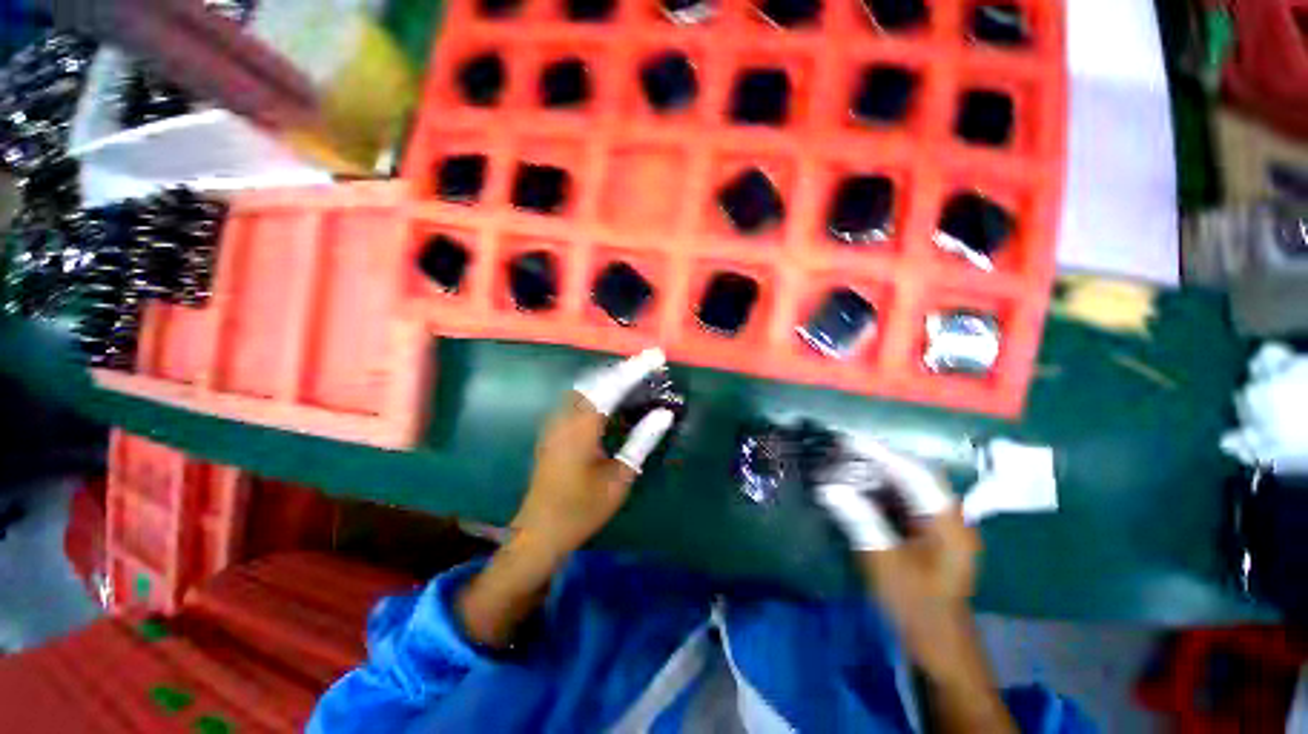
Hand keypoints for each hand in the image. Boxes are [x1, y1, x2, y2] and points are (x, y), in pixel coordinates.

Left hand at [511, 348, 675, 559]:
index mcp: (582, 426)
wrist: (540, 532)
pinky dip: (597, 389)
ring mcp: (555, 422)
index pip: (612, 386)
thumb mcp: (620, 477)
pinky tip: (611, 397)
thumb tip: (664, 414)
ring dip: (609, 377)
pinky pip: (578, 398)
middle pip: (596, 380)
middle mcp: (565, 417)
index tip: (655, 356)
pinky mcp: (553, 430)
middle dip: (623, 369)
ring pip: (585, 386)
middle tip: (648, 364)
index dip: (635, 369)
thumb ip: (641, 440)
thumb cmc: (583, 508)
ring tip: (634, 376)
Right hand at [815, 440, 1012, 733]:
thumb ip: (859, 520)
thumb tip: (828, 487)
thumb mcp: (884, 562)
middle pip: (911, 474)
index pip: (913, 473)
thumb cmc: (915, 605)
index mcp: (947, 521)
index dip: (879, 454)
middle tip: (841, 448)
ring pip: (904, 486)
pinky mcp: (924, 532)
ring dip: (874, 473)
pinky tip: (855, 487)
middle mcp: (947, 515)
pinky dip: (876, 490)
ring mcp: (936, 523)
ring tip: (842, 463)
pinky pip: (899, 500)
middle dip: (876, 459)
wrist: (936, 643)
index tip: (848, 440)